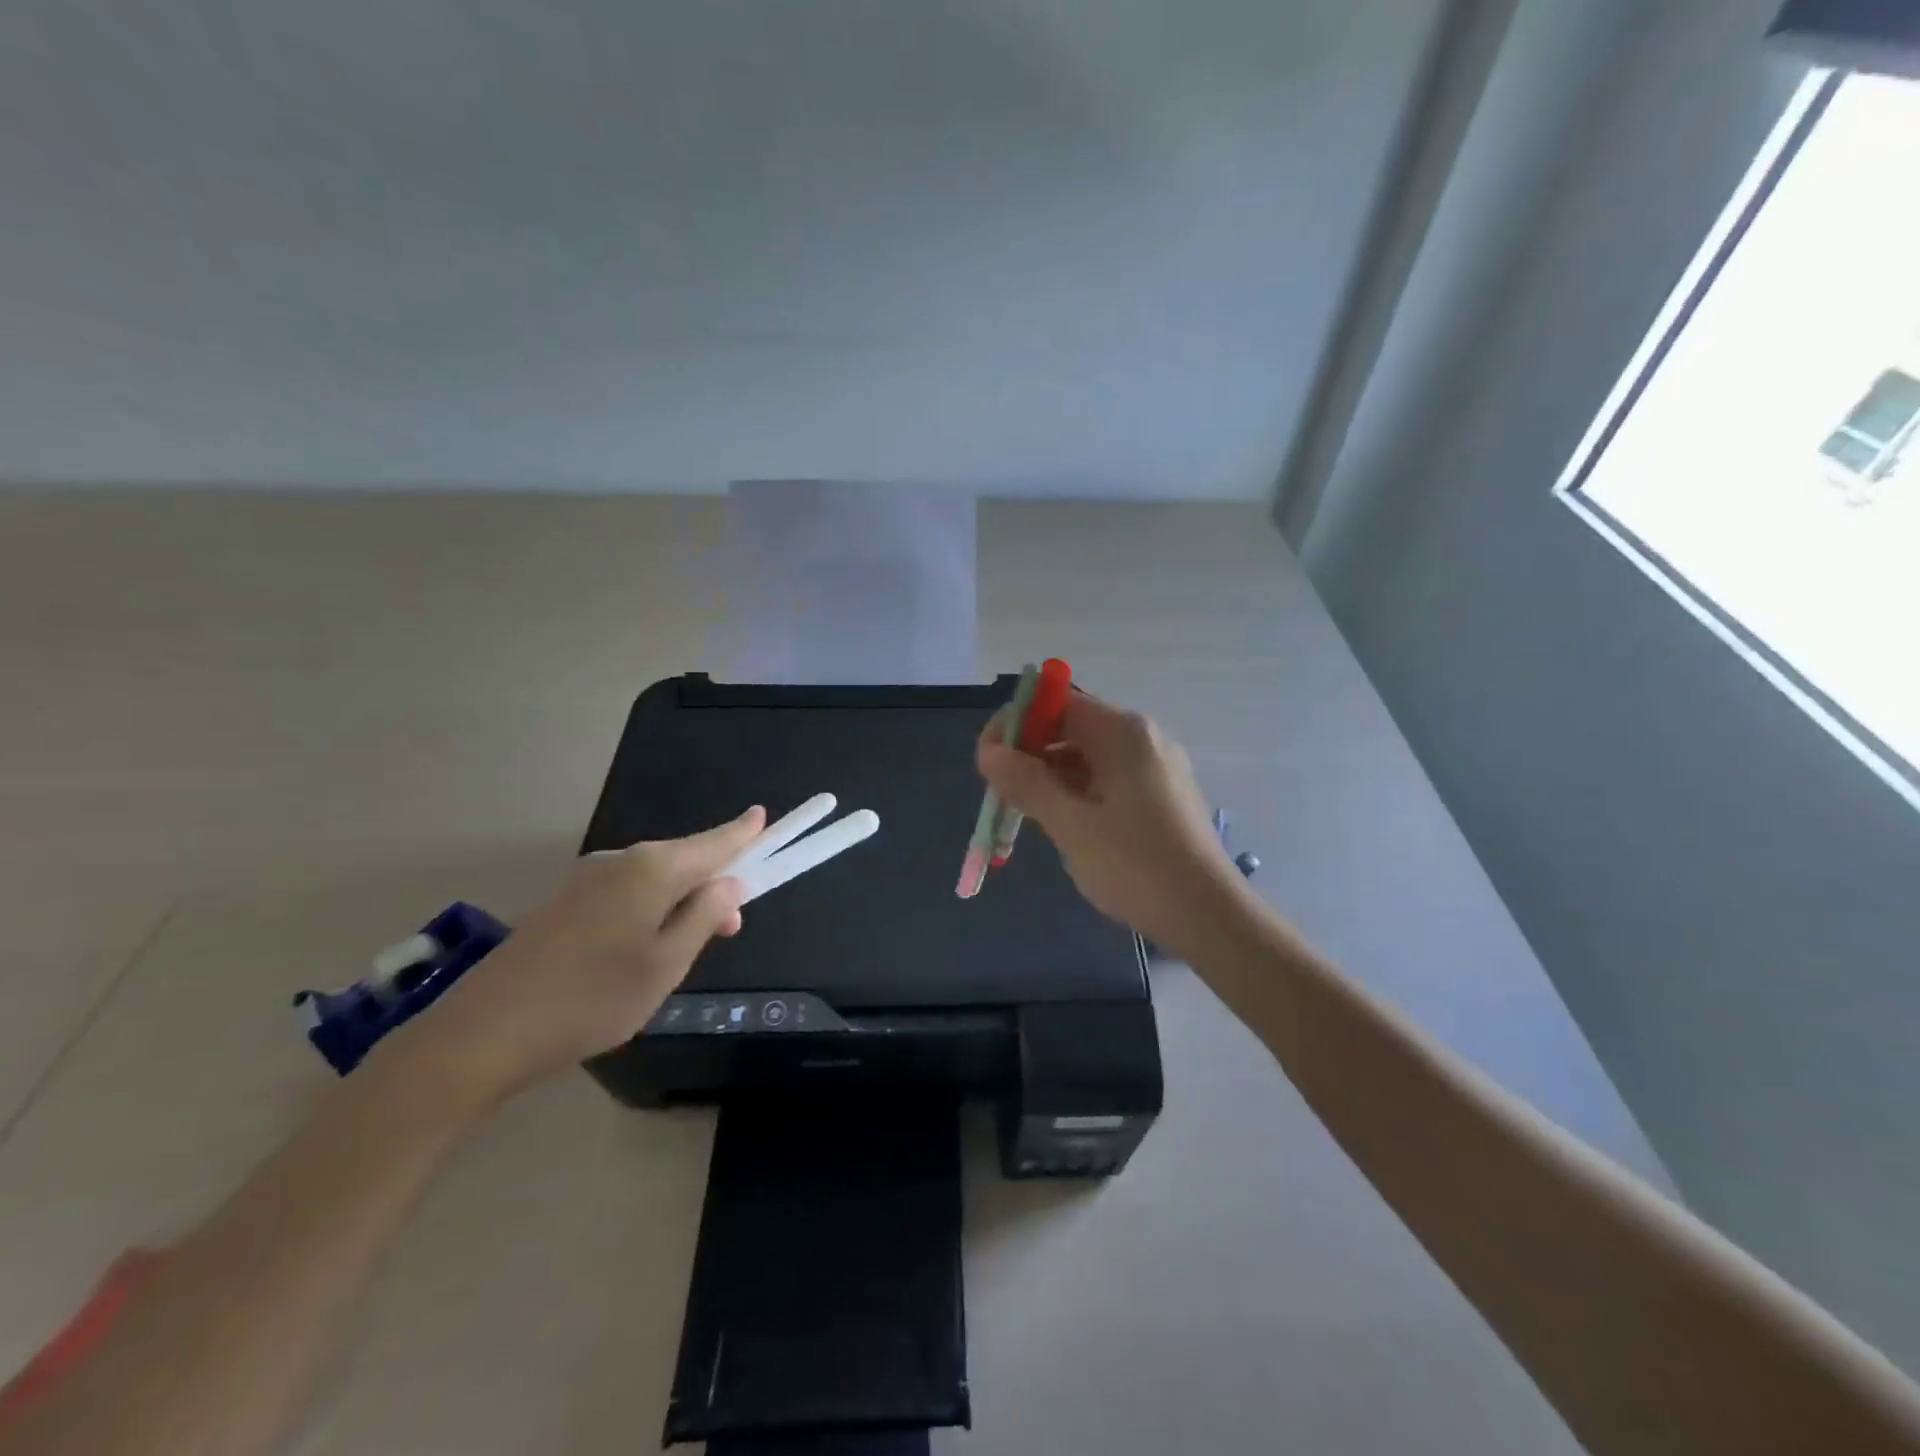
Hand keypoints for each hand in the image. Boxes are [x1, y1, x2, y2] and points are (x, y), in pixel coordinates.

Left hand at [398, 807, 766, 1097]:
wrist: (483, 1033)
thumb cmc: (592, 999)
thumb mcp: (666, 964)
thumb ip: (703, 917)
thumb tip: (728, 883)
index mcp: (652, 870)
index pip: (713, 842)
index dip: (742, 833)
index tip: (764, 816)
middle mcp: (620, 862)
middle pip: (683, 860)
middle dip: (713, 884)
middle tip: (731, 928)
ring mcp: (586, 881)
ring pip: (654, 880)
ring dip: (681, 902)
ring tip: (688, 947)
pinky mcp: (564, 903)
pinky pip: (626, 893)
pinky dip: (650, 909)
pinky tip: (643, 948)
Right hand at [977, 692, 1244, 959]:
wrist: (1208, 915)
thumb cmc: (1135, 865)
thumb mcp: (1070, 824)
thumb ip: (1025, 782)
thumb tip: (988, 751)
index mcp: (1122, 732)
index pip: (1056, 702)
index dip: (1016, 724)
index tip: (989, 761)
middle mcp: (1142, 737)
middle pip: (1071, 727)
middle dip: (1031, 754)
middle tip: (1002, 795)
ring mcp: (1156, 766)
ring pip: (1088, 757)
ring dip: (1052, 778)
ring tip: (1029, 817)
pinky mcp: (1161, 794)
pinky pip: (1108, 779)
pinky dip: (1078, 793)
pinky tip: (1066, 826)